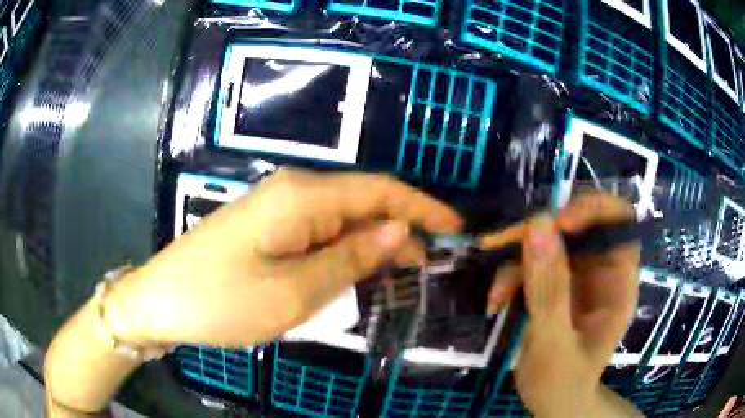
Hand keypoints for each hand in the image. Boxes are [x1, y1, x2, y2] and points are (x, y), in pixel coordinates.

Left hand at [107, 169, 462, 347]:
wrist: (162, 301)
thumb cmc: (223, 301)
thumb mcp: (295, 290)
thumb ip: (351, 257)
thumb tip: (398, 229)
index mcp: (303, 196)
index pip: (380, 191)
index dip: (422, 207)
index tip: (455, 229)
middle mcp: (293, 190)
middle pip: (362, 201)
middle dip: (401, 229)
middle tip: (431, 265)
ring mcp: (277, 207)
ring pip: (341, 218)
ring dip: (373, 242)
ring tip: (403, 273)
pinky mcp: (266, 226)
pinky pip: (318, 231)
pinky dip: (345, 250)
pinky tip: (356, 271)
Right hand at [484, 196, 640, 416]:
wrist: (551, 402)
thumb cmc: (562, 382)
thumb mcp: (555, 341)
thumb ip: (549, 288)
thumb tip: (538, 223)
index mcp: (619, 281)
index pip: (619, 221)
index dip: (593, 211)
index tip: (558, 223)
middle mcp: (601, 270)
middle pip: (577, 225)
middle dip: (540, 233)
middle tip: (503, 241)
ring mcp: (577, 276)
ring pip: (548, 242)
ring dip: (517, 260)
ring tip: (497, 293)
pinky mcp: (554, 284)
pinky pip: (531, 263)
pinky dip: (510, 277)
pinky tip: (497, 301)